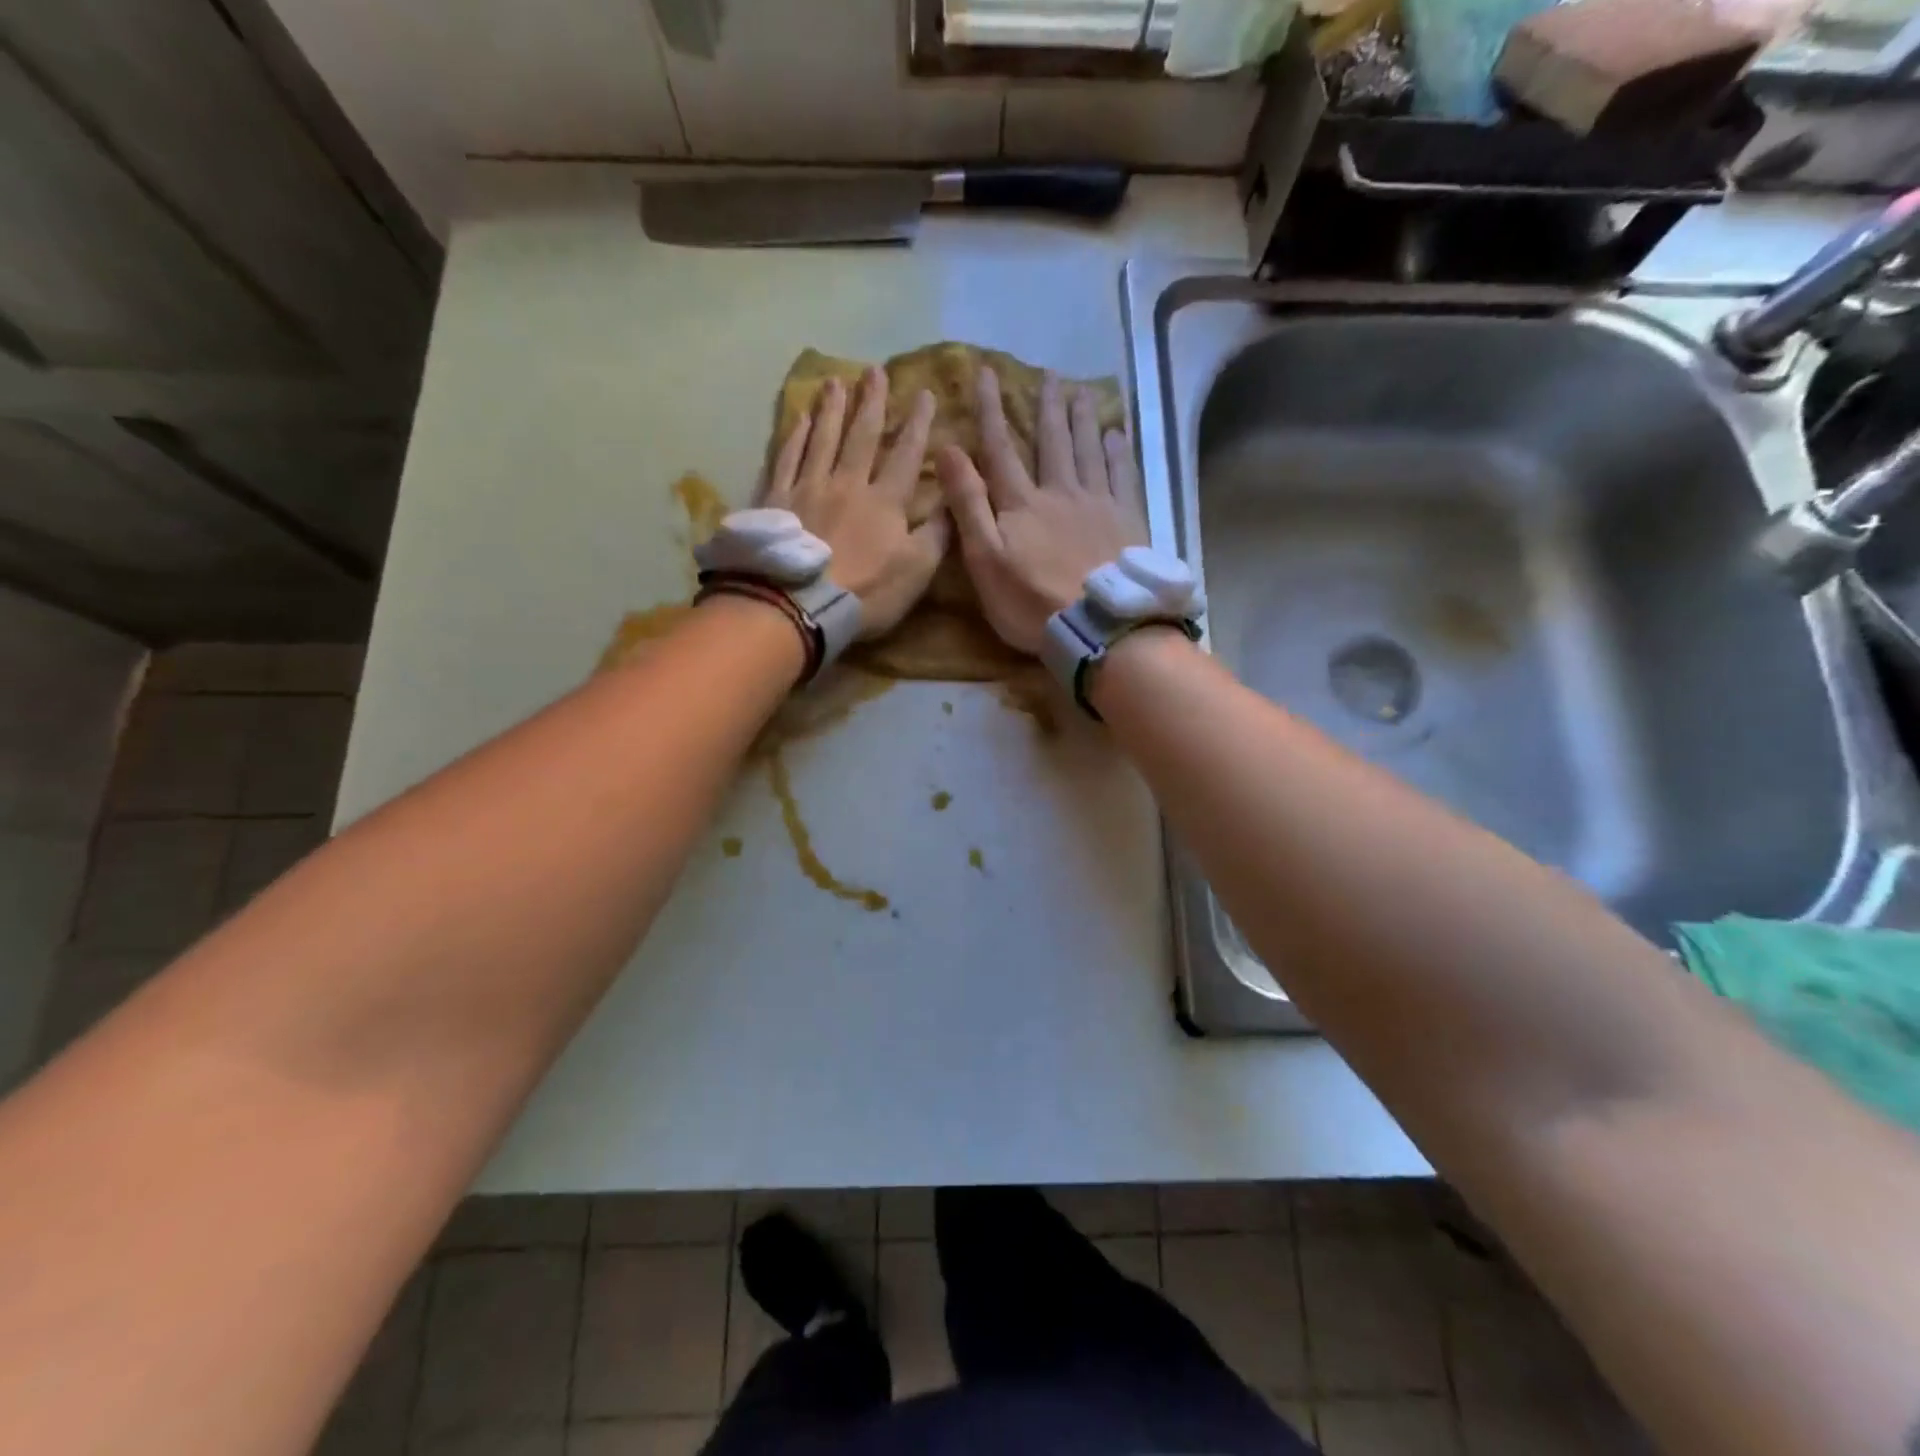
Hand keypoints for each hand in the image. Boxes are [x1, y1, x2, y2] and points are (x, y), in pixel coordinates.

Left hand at [764, 367, 948, 639]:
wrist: (800, 602)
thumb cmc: (866, 592)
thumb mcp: (917, 571)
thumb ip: (937, 534)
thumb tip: (953, 501)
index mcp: (885, 501)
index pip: (906, 455)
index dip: (918, 425)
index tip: (925, 394)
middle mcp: (848, 483)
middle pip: (862, 435)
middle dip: (872, 402)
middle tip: (875, 370)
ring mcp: (809, 488)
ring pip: (823, 438)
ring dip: (832, 408)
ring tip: (837, 380)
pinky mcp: (778, 499)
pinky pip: (788, 458)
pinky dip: (796, 436)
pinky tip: (801, 418)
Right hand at [934, 368, 1146, 654]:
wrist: (1097, 624)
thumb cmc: (1031, 601)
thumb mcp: (984, 559)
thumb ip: (968, 504)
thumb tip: (947, 449)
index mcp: (1022, 503)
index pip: (1001, 448)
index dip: (991, 410)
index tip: (986, 373)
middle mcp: (1060, 491)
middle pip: (1052, 441)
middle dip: (1047, 406)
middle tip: (1050, 373)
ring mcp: (1098, 504)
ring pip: (1089, 450)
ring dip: (1083, 419)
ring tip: (1082, 392)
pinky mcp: (1127, 521)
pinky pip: (1123, 476)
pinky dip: (1118, 452)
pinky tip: (1117, 435)